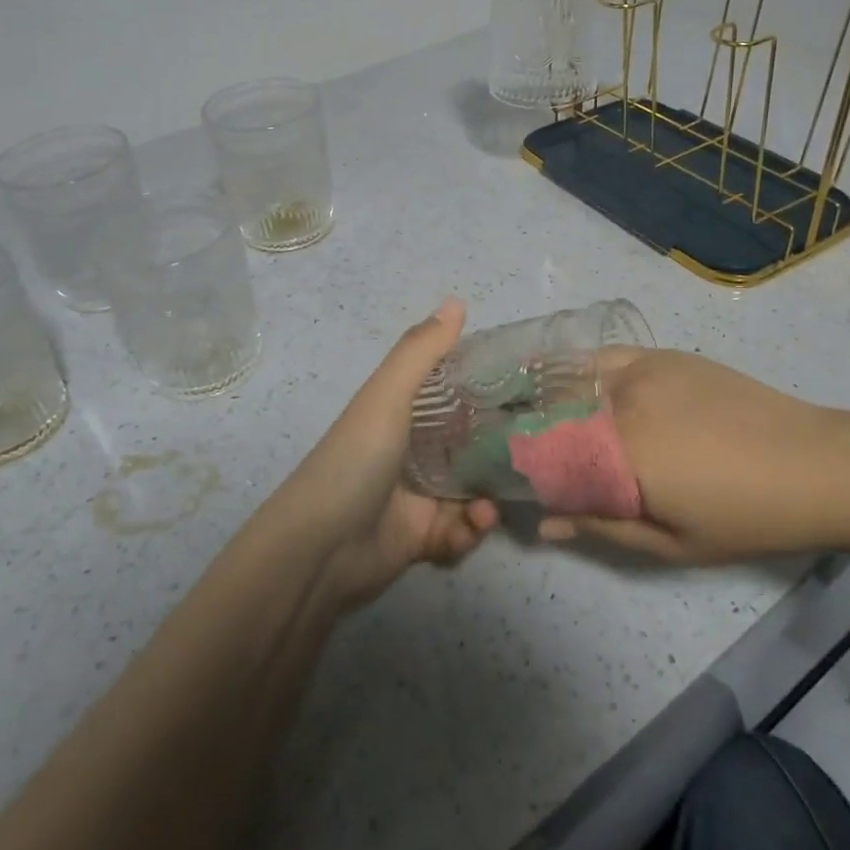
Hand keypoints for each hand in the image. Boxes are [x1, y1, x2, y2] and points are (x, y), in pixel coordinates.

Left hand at [261, 298, 499, 609]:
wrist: (320, 549)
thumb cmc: (356, 461)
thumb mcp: (386, 398)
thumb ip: (421, 352)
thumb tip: (457, 300)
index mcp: (398, 415)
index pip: (447, 396)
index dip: (481, 391)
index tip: (523, 390)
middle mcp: (408, 453)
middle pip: (464, 447)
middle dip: (496, 453)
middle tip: (530, 456)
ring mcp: (414, 497)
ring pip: (469, 493)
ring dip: (486, 500)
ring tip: (489, 508)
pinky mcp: (419, 538)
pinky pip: (458, 532)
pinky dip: (469, 531)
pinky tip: (472, 528)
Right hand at [539, 348, 849, 562]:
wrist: (820, 463)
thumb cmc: (748, 517)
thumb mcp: (672, 541)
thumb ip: (601, 526)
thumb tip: (543, 524)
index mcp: (620, 450)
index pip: (544, 452)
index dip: (522, 465)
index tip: (516, 480)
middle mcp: (620, 401)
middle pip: (551, 411)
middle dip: (530, 430)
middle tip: (528, 452)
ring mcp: (643, 370)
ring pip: (573, 378)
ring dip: (550, 397)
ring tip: (544, 417)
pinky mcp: (664, 355)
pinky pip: (606, 357)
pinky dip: (582, 369)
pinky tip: (580, 384)